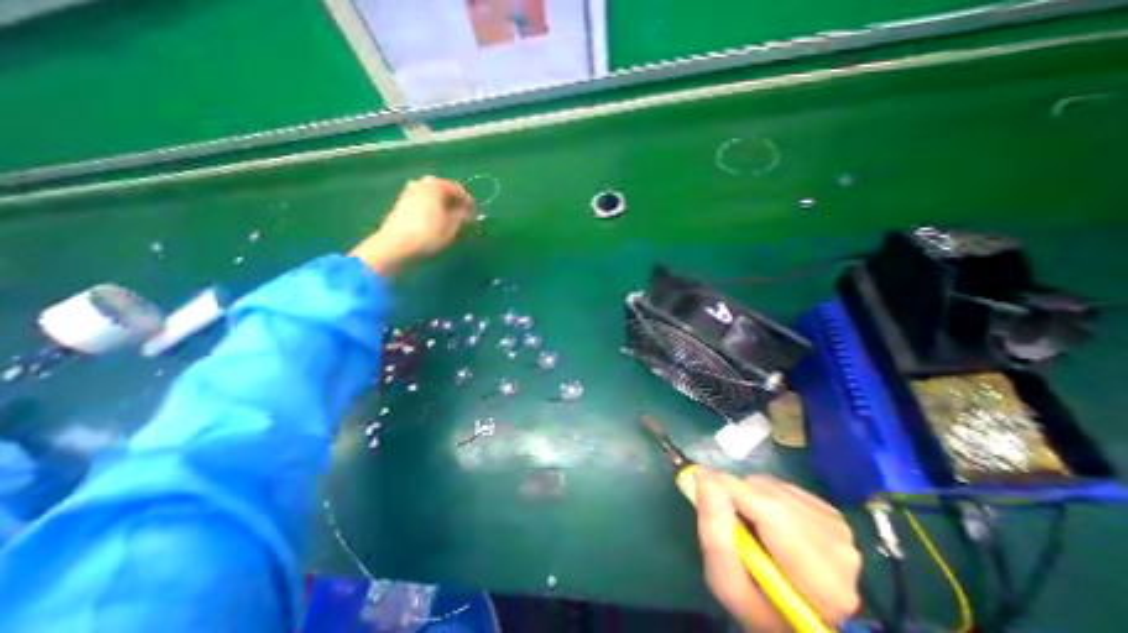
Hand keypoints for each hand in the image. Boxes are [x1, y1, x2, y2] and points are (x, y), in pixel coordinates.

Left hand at [352, 179, 473, 277]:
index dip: (469, 203)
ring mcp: (409, 193)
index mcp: (435, 184)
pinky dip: (433, 212)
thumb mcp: (452, 226)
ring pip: (433, 199)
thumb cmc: (429, 234)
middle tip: (465, 219)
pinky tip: (437, 225)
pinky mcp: (401, 205)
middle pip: (444, 192)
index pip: (459, 190)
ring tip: (452, 224)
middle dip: (456, 205)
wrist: (396, 246)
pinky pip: (424, 205)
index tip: (476, 216)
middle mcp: (421, 183)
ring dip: (444, 209)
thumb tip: (469, 213)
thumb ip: (463, 216)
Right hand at [693, 470, 860, 631]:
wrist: (807, 615)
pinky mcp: (831, 512)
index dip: (730, 488)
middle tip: (726, 516)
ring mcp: (837, 526)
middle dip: (737, 495)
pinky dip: (764, 495)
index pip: (769, 511)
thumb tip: (704, 479)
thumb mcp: (730, 586)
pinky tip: (768, 521)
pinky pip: (781, 486)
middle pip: (768, 494)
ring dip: (749, 495)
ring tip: (750, 525)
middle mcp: (836, 546)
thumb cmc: (764, 607)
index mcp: (819, 579)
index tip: (700, 480)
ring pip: (772, 486)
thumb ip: (715, 536)